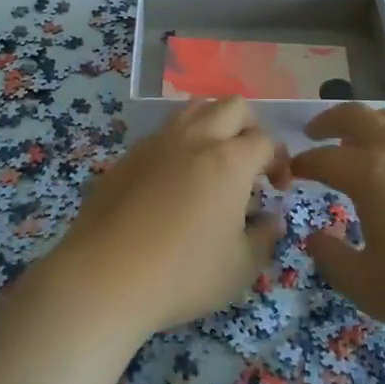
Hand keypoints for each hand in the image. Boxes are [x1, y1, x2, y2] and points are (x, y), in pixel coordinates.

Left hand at [48, 98, 288, 335]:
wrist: (104, 276)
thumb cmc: (183, 274)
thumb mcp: (240, 269)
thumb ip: (265, 238)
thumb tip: (272, 220)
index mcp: (229, 160)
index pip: (266, 141)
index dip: (279, 161)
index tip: (278, 190)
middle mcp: (195, 138)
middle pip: (233, 106)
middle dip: (250, 128)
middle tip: (250, 165)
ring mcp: (157, 142)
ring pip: (194, 108)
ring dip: (214, 125)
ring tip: (213, 162)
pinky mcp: (128, 155)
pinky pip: (164, 132)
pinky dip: (180, 143)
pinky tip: (174, 180)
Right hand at [290, 104, 384, 341]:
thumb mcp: (369, 288)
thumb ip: (332, 259)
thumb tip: (313, 237)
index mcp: (370, 173)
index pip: (323, 158)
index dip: (301, 163)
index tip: (291, 171)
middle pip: (355, 115)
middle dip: (328, 120)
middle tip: (314, 132)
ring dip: (367, 124)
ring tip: (360, 141)